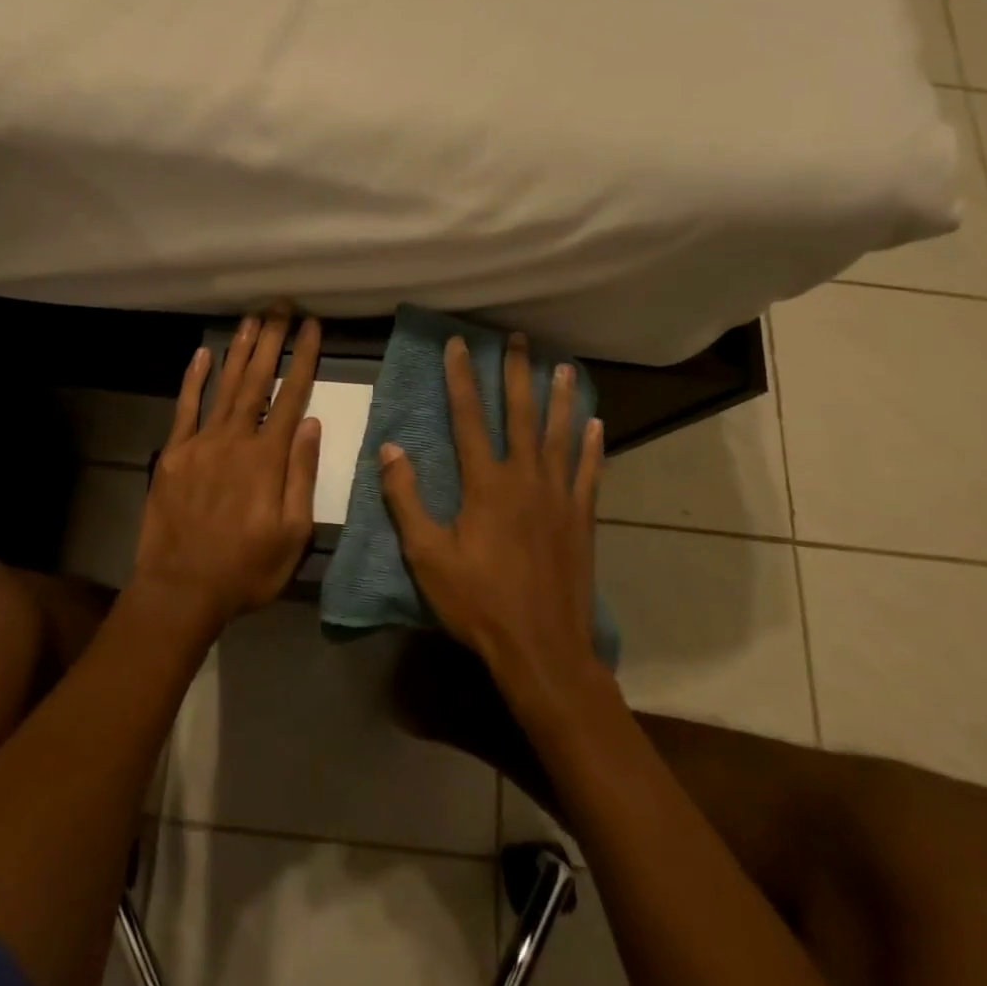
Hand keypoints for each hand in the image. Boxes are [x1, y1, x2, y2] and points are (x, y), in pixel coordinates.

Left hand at [132, 308, 323, 630]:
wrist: (181, 589)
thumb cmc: (246, 569)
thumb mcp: (292, 534)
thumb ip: (301, 475)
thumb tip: (311, 424)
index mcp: (268, 458)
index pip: (292, 396)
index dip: (304, 358)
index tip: (312, 327)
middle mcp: (236, 439)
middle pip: (258, 380)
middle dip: (272, 340)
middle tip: (281, 306)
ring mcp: (201, 443)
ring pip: (225, 385)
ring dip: (239, 350)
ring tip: (252, 318)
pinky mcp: (174, 453)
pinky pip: (185, 407)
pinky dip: (194, 378)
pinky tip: (203, 353)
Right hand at [379, 332, 604, 693]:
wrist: (541, 647)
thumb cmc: (477, 601)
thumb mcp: (426, 554)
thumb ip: (406, 499)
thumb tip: (390, 449)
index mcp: (485, 483)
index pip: (469, 417)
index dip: (461, 377)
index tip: (459, 344)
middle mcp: (525, 477)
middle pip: (519, 413)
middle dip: (516, 372)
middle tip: (518, 338)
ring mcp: (558, 496)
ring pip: (559, 434)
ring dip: (559, 397)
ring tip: (562, 366)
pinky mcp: (581, 517)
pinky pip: (589, 471)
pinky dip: (592, 445)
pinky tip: (596, 423)